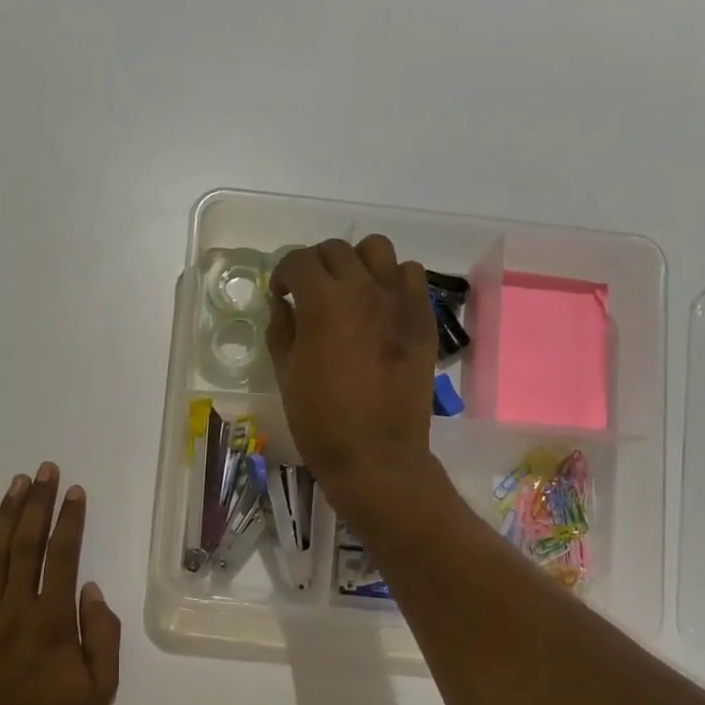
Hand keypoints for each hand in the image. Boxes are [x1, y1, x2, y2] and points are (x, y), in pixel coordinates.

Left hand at [0, 463, 120, 704]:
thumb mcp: (101, 691)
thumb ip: (102, 637)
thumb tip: (93, 590)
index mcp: (54, 622)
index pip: (64, 557)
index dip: (70, 520)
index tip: (75, 491)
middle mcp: (16, 611)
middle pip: (26, 545)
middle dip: (38, 503)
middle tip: (45, 470)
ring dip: (4, 516)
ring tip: (16, 485)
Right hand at [268, 236, 438, 519]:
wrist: (376, 455)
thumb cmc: (320, 420)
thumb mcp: (286, 373)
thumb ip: (282, 328)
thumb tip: (284, 303)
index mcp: (323, 303)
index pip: (298, 260)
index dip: (282, 273)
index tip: (281, 294)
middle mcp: (363, 289)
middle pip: (336, 250)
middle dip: (315, 265)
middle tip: (310, 293)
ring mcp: (399, 301)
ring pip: (378, 250)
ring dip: (357, 263)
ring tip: (350, 290)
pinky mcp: (423, 318)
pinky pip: (411, 276)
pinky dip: (392, 280)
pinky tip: (381, 306)